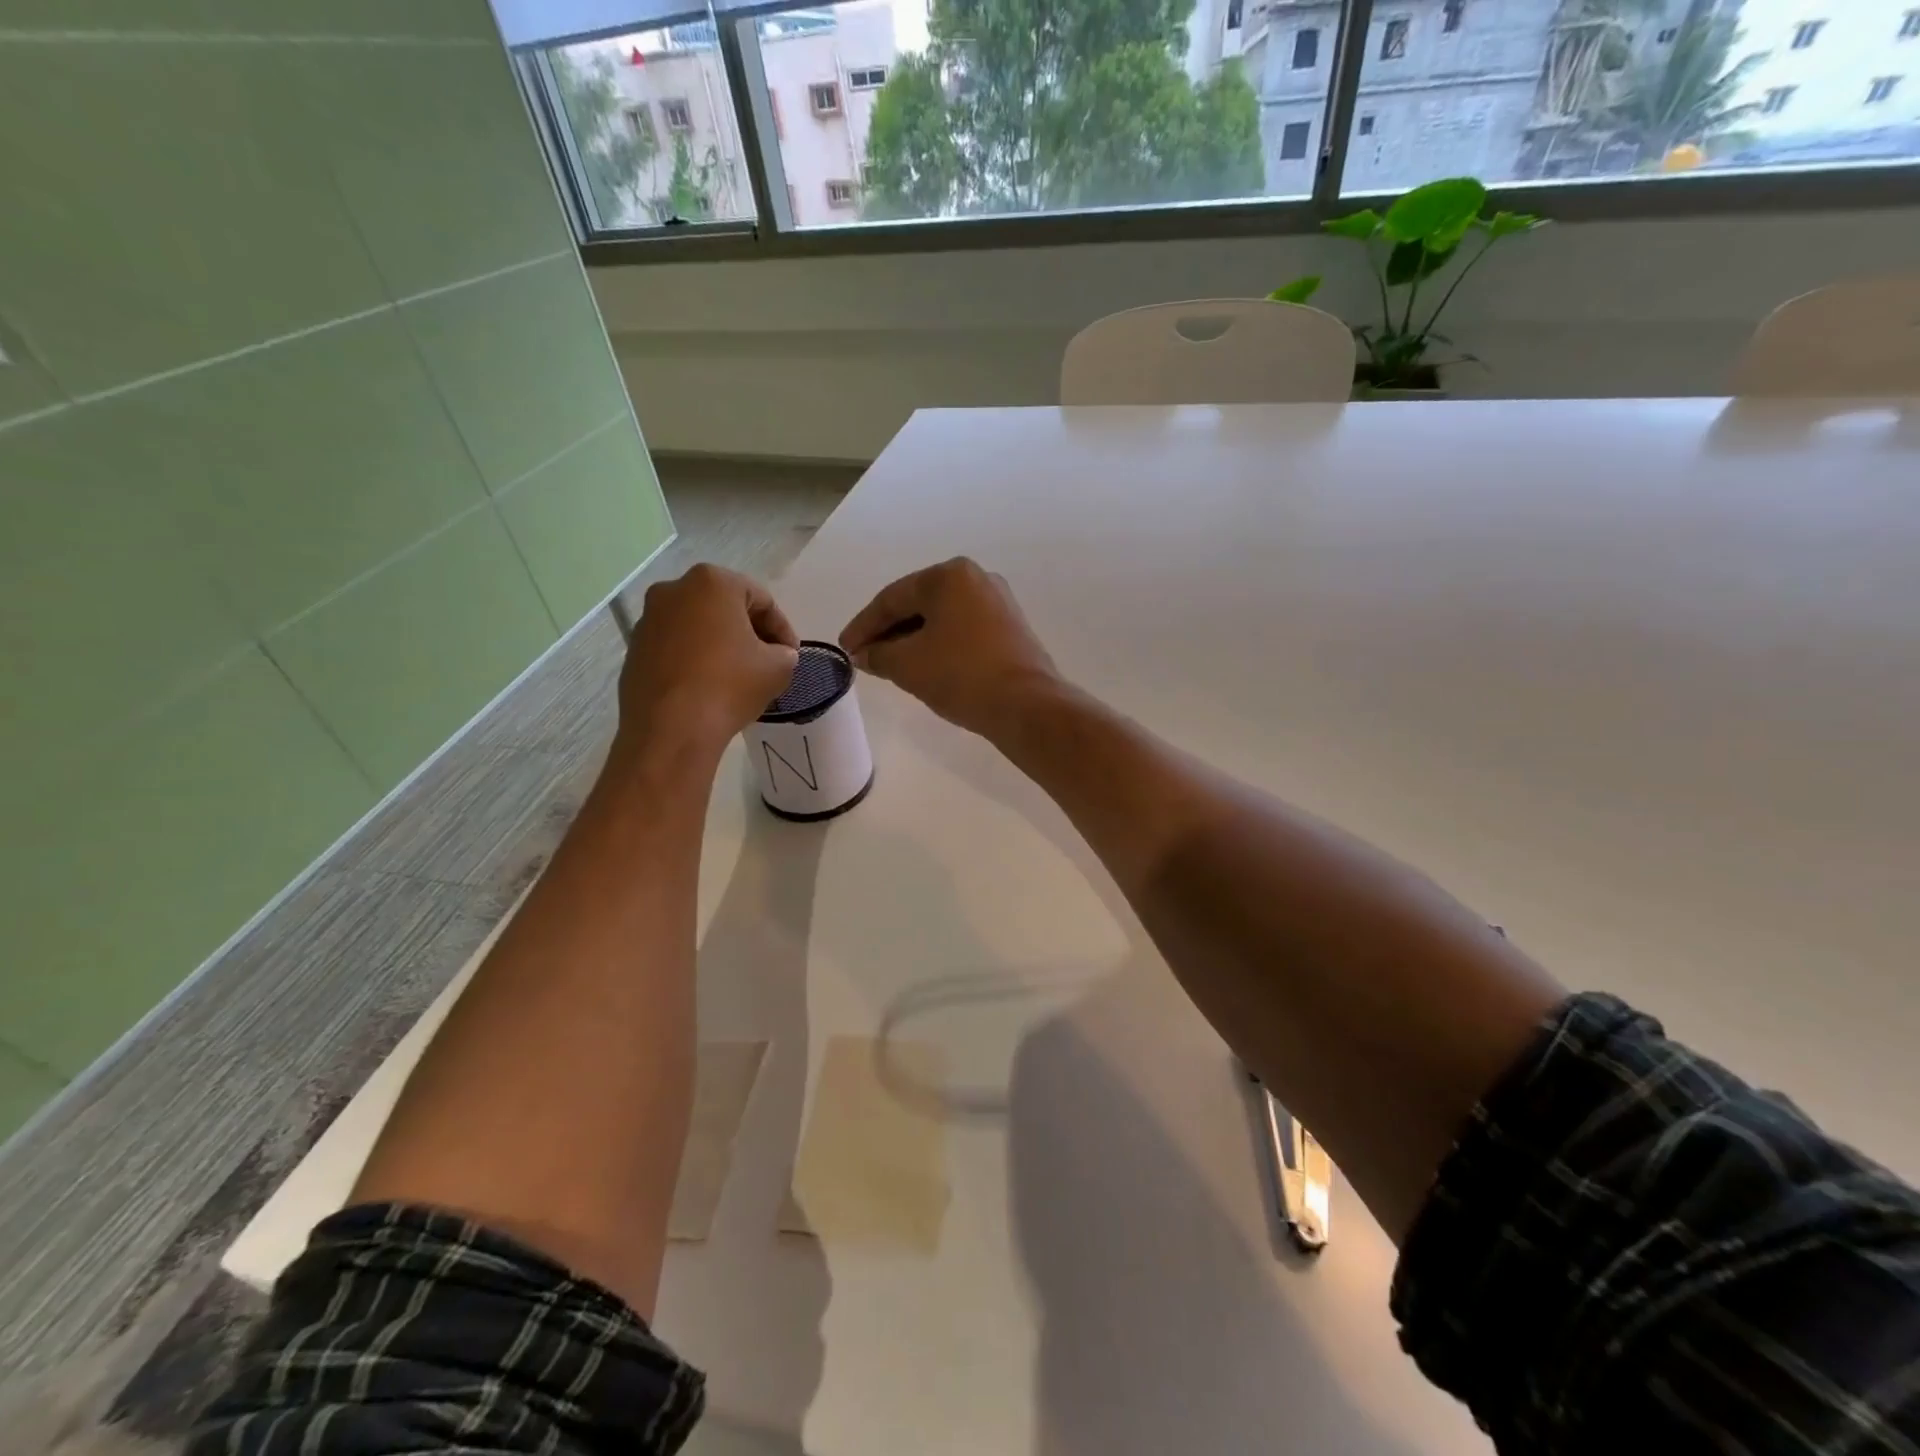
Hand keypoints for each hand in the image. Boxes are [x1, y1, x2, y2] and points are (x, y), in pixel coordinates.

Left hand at [615, 564, 798, 757]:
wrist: (670, 729)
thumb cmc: (729, 686)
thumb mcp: (778, 669)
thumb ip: (785, 654)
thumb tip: (779, 655)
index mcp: (712, 582)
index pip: (761, 599)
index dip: (782, 629)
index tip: (791, 655)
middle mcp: (674, 590)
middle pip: (725, 607)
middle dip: (749, 632)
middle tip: (768, 661)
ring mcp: (648, 619)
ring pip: (697, 626)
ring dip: (720, 644)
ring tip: (738, 675)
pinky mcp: (634, 649)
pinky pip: (675, 646)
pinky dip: (695, 658)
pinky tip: (708, 686)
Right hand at [839, 558, 1059, 738]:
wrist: (1026, 705)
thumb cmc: (961, 675)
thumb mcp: (907, 665)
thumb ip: (878, 654)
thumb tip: (865, 654)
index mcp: (949, 576)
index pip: (892, 598)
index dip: (864, 626)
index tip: (845, 649)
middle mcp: (976, 578)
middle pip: (918, 604)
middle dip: (889, 631)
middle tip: (864, 656)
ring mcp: (998, 602)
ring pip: (942, 618)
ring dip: (913, 640)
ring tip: (890, 664)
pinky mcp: (1010, 627)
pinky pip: (962, 630)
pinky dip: (939, 645)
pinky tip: (925, 666)